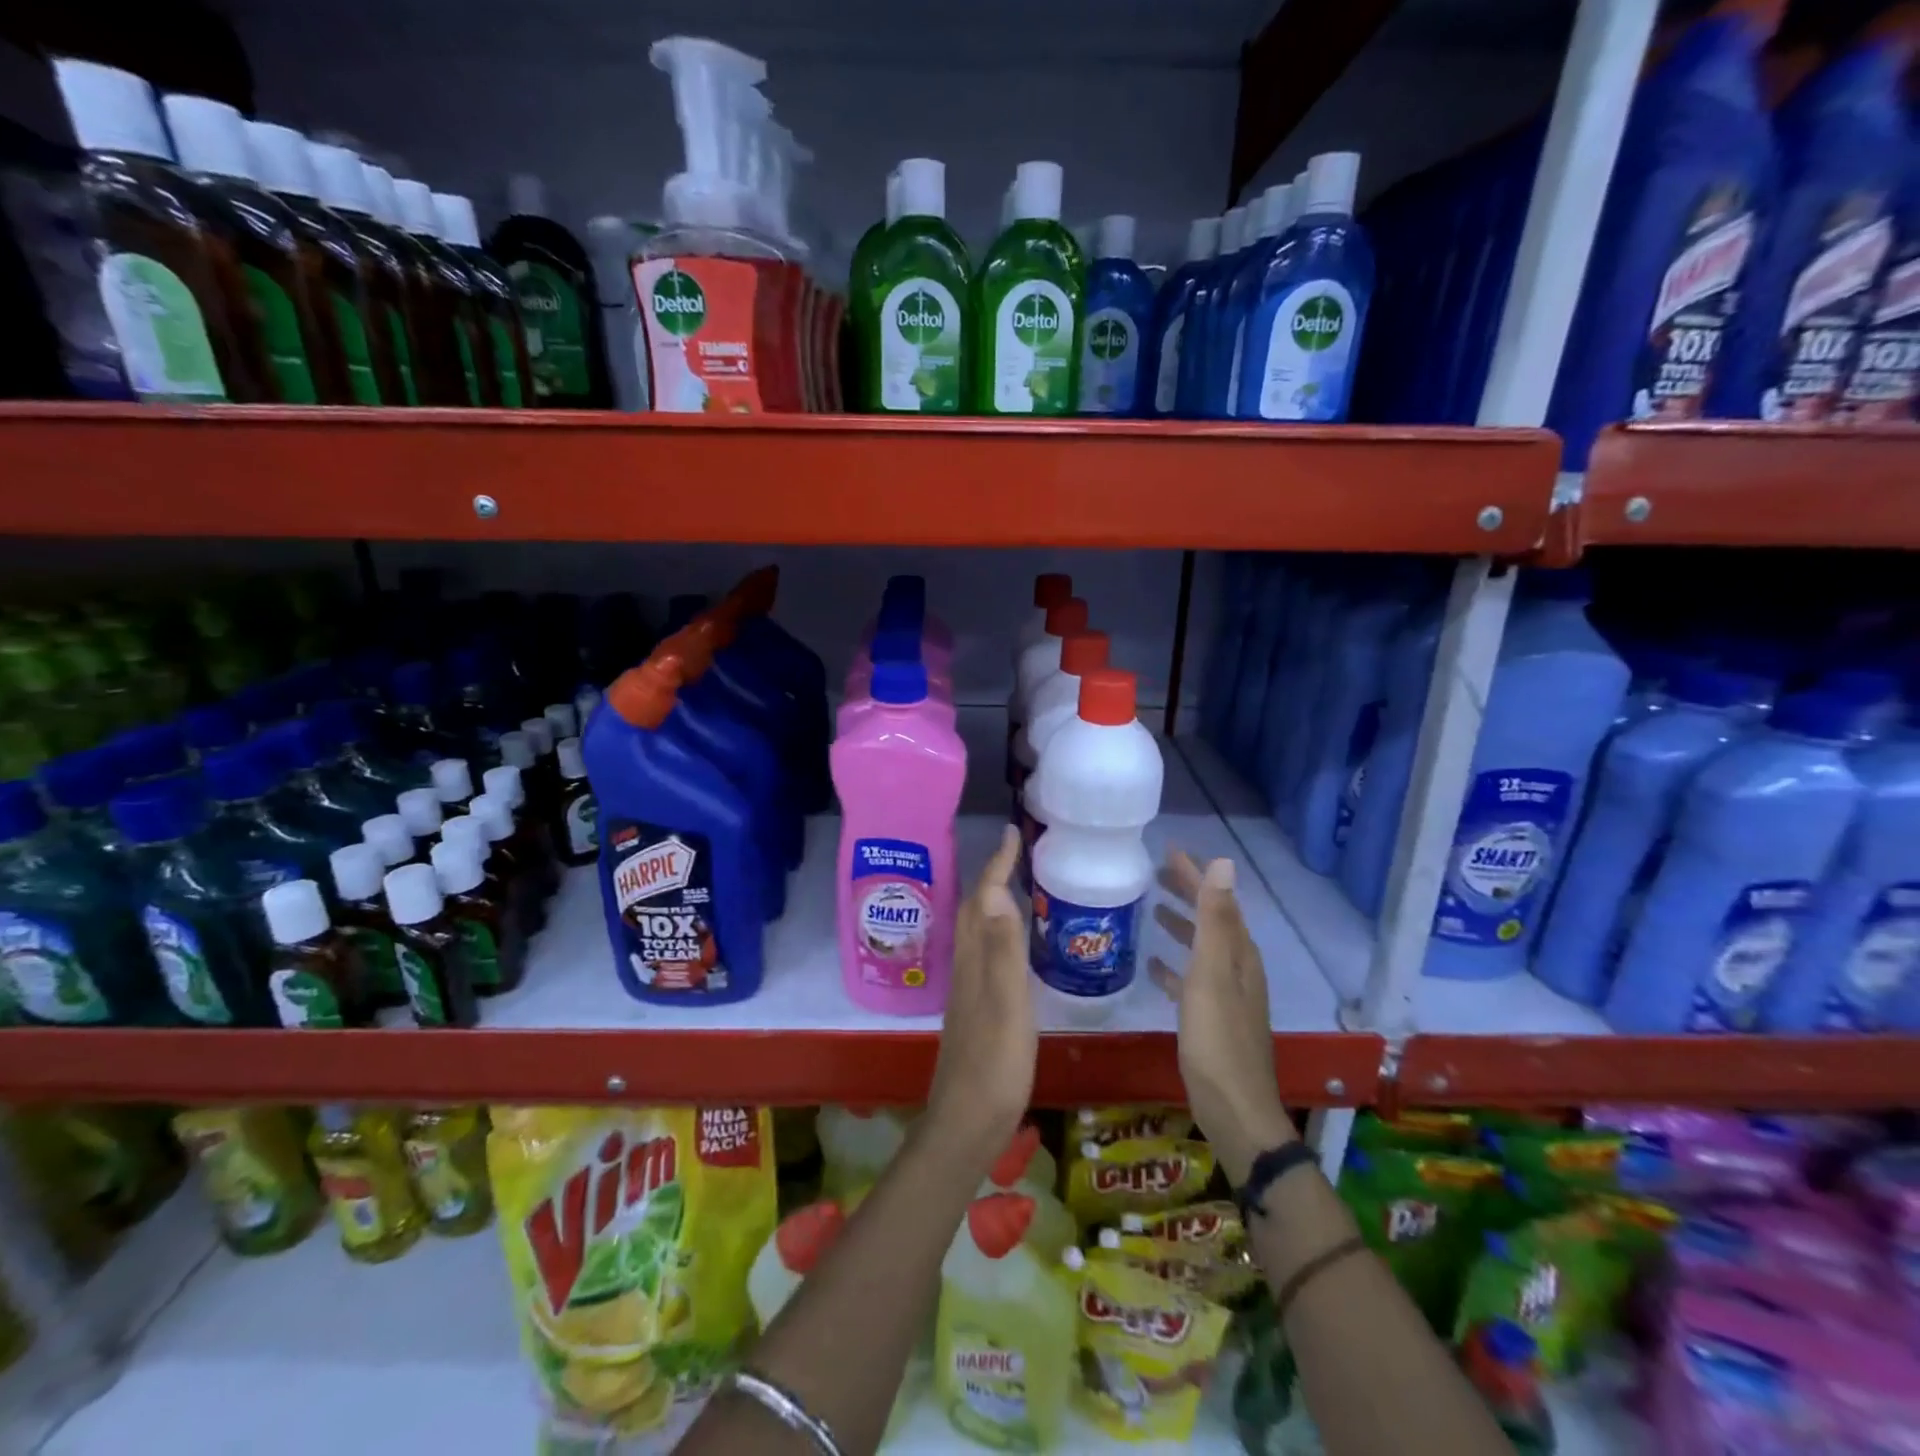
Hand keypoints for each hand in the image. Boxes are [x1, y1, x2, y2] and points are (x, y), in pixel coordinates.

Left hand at [928, 825, 1036, 1164]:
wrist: (967, 1122)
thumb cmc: (994, 1064)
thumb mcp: (1007, 1005)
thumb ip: (1003, 951)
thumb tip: (997, 893)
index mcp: (975, 960)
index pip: (984, 899)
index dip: (997, 865)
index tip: (1012, 834)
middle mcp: (966, 966)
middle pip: (975, 909)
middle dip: (993, 875)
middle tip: (1018, 853)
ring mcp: (969, 988)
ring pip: (978, 930)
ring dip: (994, 901)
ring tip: (1018, 886)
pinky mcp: (976, 1007)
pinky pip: (985, 952)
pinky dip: (999, 932)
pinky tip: (1013, 944)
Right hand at [1150, 849, 1296, 1184]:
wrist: (1234, 1109)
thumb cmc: (1217, 1039)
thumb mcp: (1211, 974)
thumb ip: (1214, 919)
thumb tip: (1224, 863)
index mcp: (1239, 954)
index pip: (1218, 901)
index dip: (1196, 875)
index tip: (1169, 852)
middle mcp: (1237, 969)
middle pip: (1212, 920)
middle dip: (1188, 894)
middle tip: (1156, 875)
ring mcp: (1226, 995)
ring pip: (1202, 948)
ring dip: (1181, 926)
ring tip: (1153, 911)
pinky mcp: (1211, 1019)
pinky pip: (1191, 980)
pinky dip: (1174, 967)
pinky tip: (1152, 966)